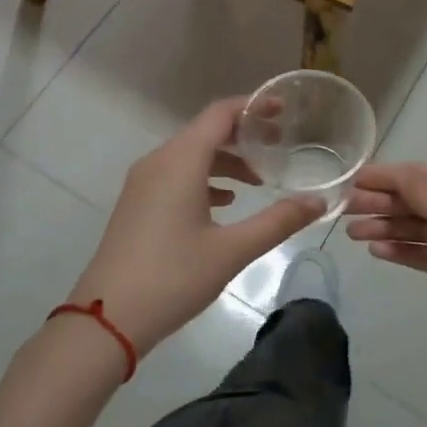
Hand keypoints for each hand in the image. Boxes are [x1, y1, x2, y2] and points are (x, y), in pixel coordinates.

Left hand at [67, 98, 324, 357]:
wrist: (106, 319)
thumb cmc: (173, 277)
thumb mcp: (232, 250)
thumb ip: (277, 221)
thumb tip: (319, 202)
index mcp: (180, 161)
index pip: (220, 114)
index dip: (253, 107)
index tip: (283, 111)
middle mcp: (159, 161)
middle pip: (205, 132)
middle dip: (243, 135)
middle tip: (279, 147)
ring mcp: (143, 183)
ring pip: (190, 155)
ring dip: (225, 161)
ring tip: (259, 180)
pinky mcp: (137, 204)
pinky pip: (176, 175)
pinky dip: (204, 179)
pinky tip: (224, 203)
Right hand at [346, 162, 426, 375]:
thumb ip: (417, 189)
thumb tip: (393, 172)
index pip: (419, 173)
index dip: (383, 176)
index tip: (349, 180)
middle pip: (416, 199)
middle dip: (381, 202)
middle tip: (342, 210)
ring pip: (417, 227)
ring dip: (386, 227)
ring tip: (353, 235)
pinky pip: (425, 253)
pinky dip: (401, 250)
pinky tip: (377, 251)